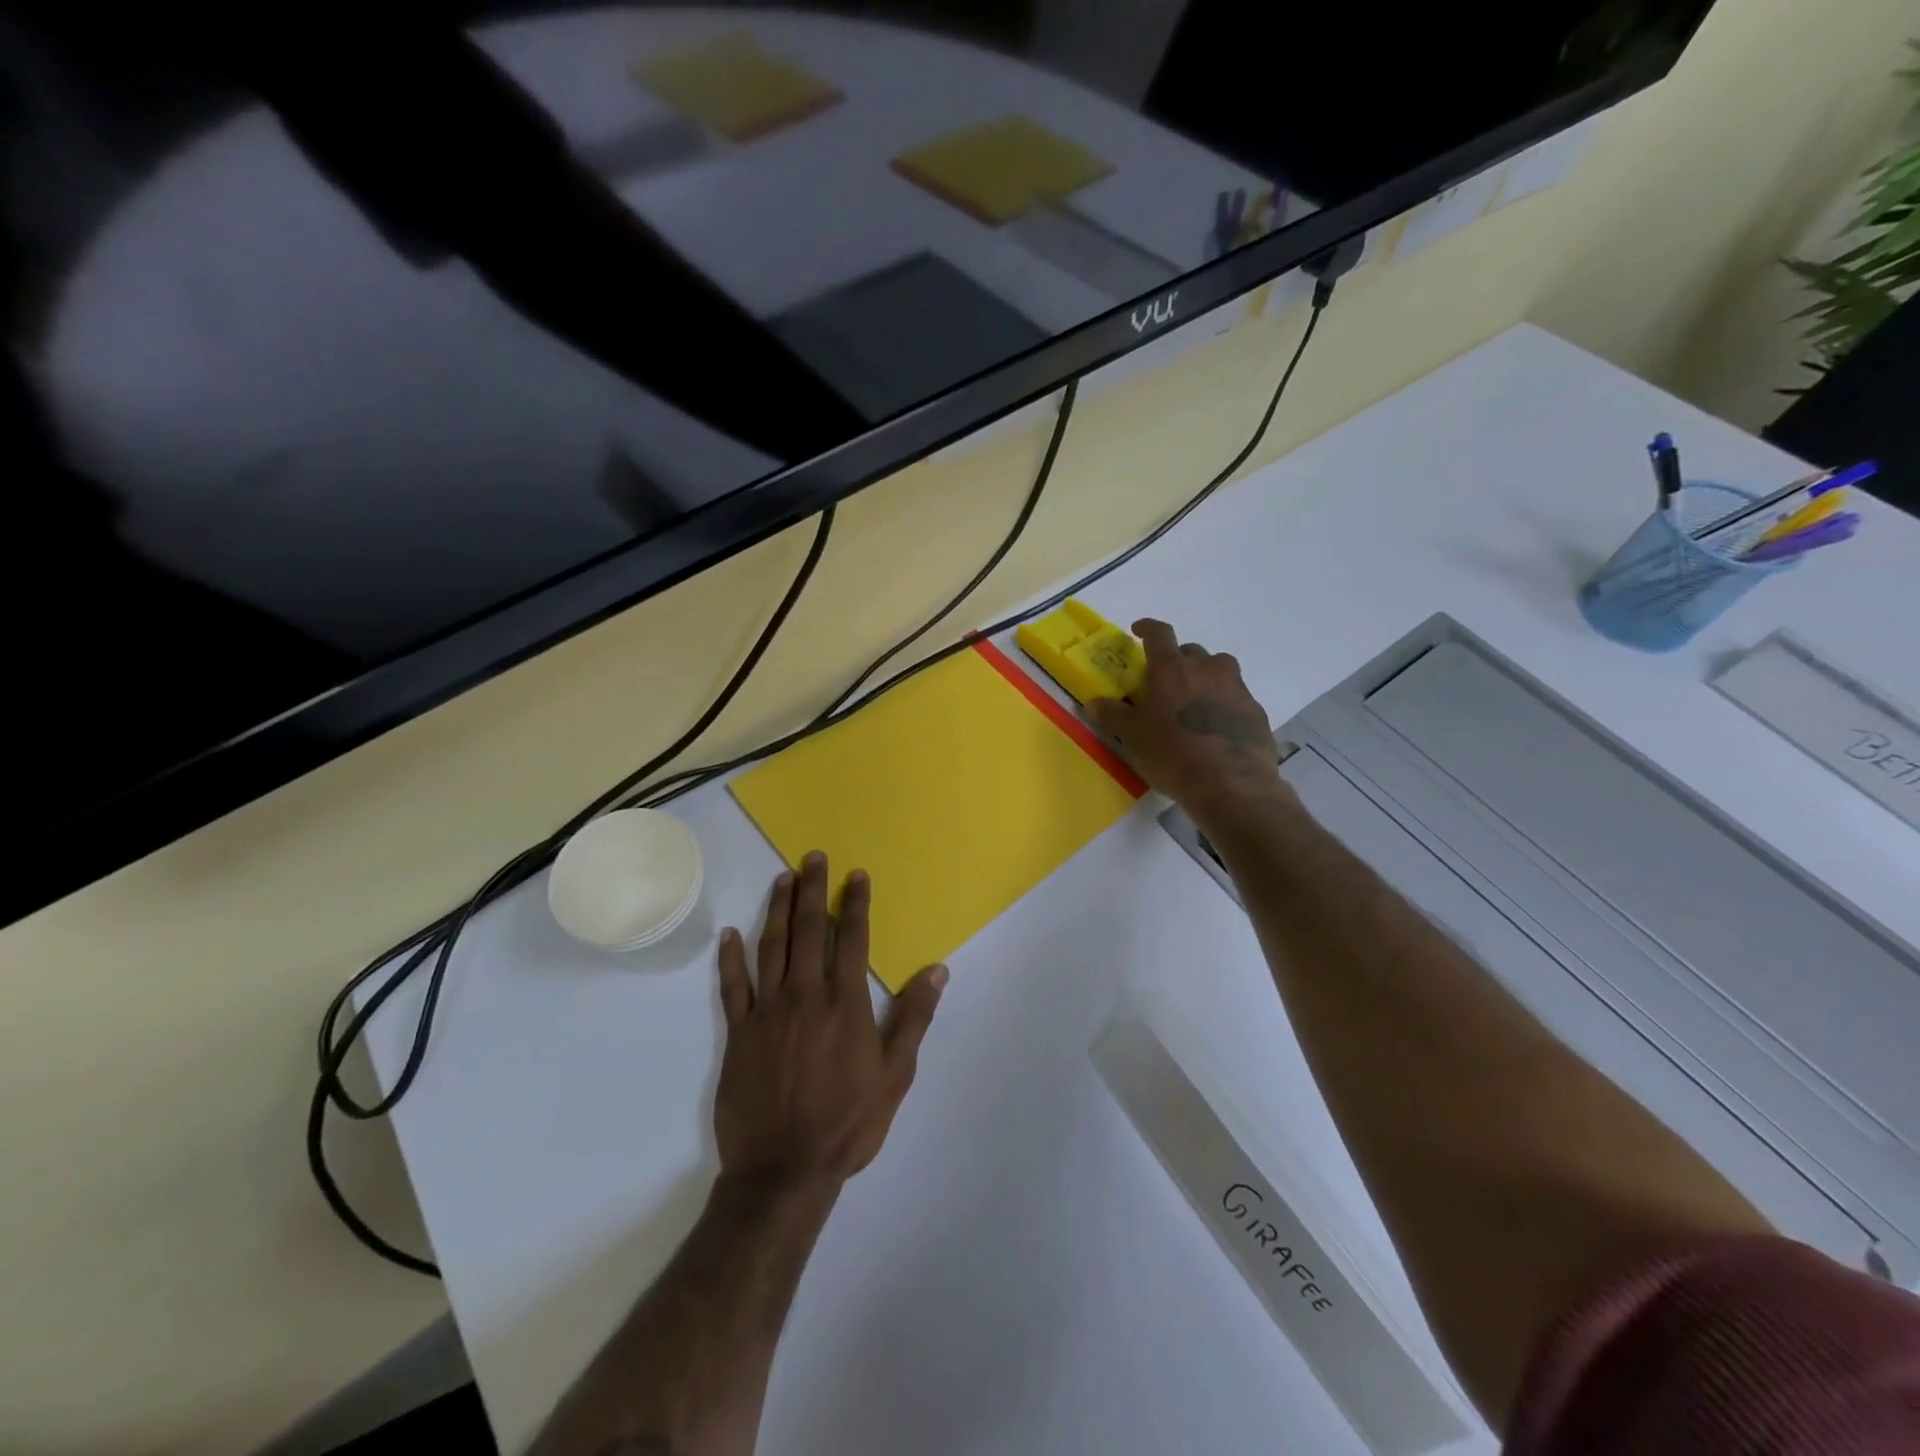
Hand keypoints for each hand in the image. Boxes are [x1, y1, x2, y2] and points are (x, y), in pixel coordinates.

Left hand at [714, 852, 946, 1188]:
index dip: (855, 903)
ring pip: (772, 947)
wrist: (783, 1170)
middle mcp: (805, 994)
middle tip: (813, 857)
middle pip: (810, 930)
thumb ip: (913, 1018)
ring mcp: (767, 1010)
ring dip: (778, 910)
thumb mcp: (895, 1075)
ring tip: (782, 878)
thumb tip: (937, 970)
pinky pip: (732, 986)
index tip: (856, 875)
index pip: (852, 938)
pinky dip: (730, 958)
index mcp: (845, 1003)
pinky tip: (730, 934)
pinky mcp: (738, 1032)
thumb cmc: (847, 1122)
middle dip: (814, 890)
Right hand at [1089, 619, 1293, 829]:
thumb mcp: (1133, 737)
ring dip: (1205, 678)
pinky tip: (1215, 728)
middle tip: (1166, 683)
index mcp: (1172, 668)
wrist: (1231, 784)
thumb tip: (1094, 702)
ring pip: (1219, 670)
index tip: (1138, 630)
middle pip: (1191, 651)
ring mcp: (1236, 687)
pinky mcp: (1256, 710)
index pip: (1159, 634)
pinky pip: (1235, 696)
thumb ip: (1113, 715)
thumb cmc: (1172, 754)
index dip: (1147, 628)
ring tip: (1194, 703)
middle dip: (1177, 661)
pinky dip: (1223, 704)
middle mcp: (1207, 668)